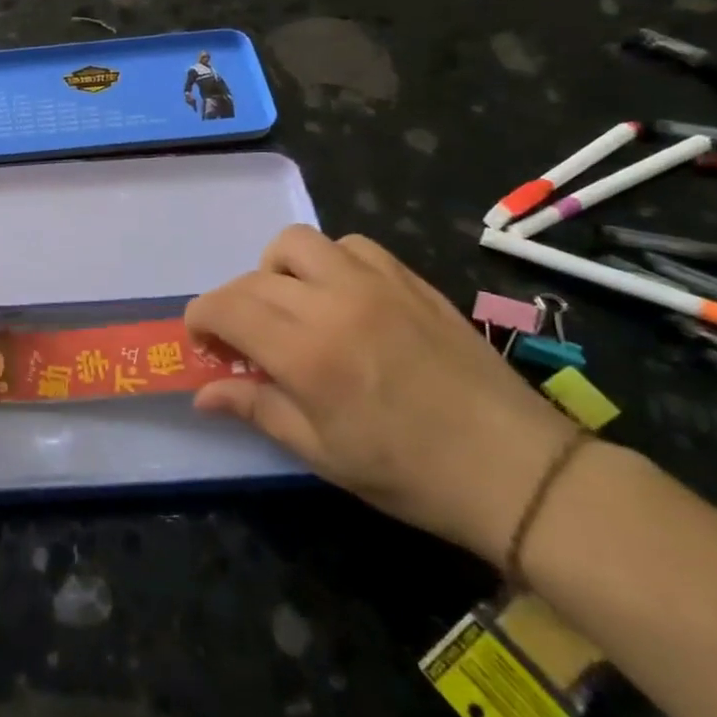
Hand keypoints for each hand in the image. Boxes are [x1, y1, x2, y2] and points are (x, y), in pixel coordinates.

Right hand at [186, 226, 577, 565]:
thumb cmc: (410, 473)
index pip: (226, 308)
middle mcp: (333, 303)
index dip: (201, 320)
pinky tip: (340, 296)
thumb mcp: (322, 453)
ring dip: (275, 270)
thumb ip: (256, 409)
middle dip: (231, 304)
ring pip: (297, 243)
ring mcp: (374, 283)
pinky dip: (329, 261)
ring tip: (289, 307)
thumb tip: (203, 393)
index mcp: (306, 353)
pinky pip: (350, 245)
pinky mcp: (408, 279)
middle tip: (241, 341)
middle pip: (253, 278)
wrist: (515, 468)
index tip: (203, 344)